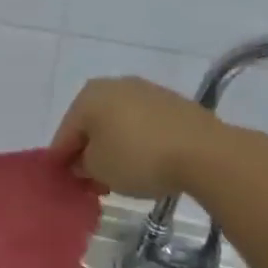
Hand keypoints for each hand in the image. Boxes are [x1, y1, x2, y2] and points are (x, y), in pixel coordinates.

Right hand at [49, 76, 227, 200]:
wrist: (206, 152)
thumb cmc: (138, 157)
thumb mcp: (98, 169)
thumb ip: (82, 165)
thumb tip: (83, 162)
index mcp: (88, 96)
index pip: (65, 133)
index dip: (62, 160)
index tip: (64, 182)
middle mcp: (114, 85)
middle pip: (92, 125)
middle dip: (89, 152)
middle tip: (92, 181)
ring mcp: (146, 91)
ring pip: (118, 123)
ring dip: (114, 147)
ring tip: (120, 176)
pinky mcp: (173, 104)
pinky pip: (144, 125)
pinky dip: (138, 142)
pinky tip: (145, 163)